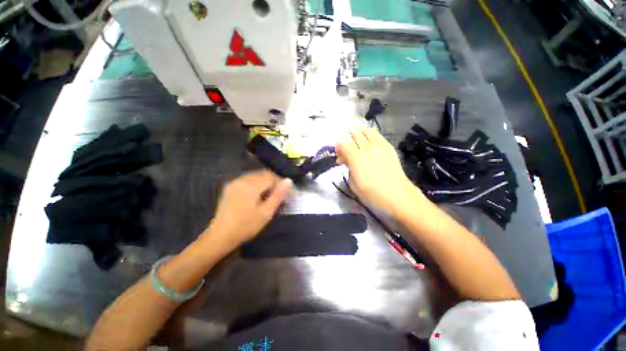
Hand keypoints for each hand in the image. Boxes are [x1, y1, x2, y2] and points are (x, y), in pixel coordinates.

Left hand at [203, 170, 291, 249]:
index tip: (285, 194)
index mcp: (250, 185)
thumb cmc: (246, 226)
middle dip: (273, 182)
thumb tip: (288, 180)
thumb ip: (278, 195)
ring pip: (256, 176)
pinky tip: (257, 195)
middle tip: (278, 195)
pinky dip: (256, 184)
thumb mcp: (266, 213)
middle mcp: (242, 179)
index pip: (271, 177)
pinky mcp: (230, 186)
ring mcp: (234, 182)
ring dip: (265, 182)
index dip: (280, 183)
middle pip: (263, 174)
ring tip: (269, 195)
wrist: (220, 236)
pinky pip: (248, 179)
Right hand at [336, 127, 420, 213]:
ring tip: (358, 143)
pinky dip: (370, 136)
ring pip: (366, 130)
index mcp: (356, 157)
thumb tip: (347, 161)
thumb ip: (348, 168)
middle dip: (348, 139)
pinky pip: (377, 135)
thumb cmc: (372, 193)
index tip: (339, 157)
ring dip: (360, 134)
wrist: (397, 194)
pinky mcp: (389, 146)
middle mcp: (367, 147)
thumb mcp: (353, 184)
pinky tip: (370, 144)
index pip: (343, 144)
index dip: (338, 148)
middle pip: (354, 133)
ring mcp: (379, 145)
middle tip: (348, 150)